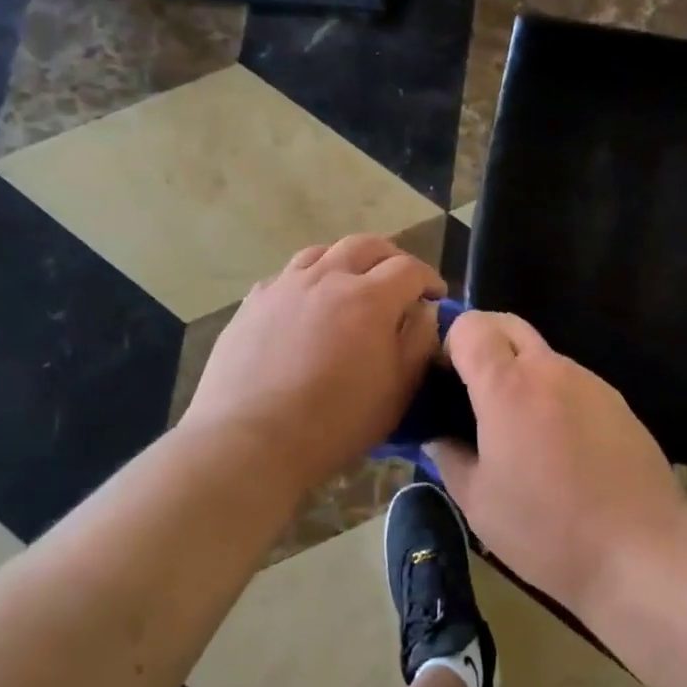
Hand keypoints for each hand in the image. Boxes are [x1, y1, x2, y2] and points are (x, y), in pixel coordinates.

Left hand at [181, 235, 443, 490]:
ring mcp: (285, 286)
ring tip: (352, 284)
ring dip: (348, 261)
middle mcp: (327, 278)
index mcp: (369, 298)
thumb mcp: (398, 391)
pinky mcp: (253, 302)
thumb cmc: (335, 422)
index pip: (409, 268)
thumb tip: (424, 312)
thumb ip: (419, 343)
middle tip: (400, 281)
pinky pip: (288, 275)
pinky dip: (309, 280)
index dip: (429, 279)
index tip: (436, 296)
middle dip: (392, 258)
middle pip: (367, 245)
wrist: (250, 440)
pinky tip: (308, 305)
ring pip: (324, 252)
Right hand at [429, 312, 686, 610]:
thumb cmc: (547, 529)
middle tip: (473, 393)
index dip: (451, 342)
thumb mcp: (479, 503)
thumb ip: (449, 457)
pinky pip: (570, 381)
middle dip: (483, 342)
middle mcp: (550, 369)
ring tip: (518, 431)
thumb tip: (436, 435)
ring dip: (520, 373)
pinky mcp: (616, 400)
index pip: (472, 325)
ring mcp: (588, 381)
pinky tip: (559, 446)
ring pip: (541, 354)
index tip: (445, 380)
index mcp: (508, 386)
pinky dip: (552, 395)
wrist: (641, 550)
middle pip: (508, 324)